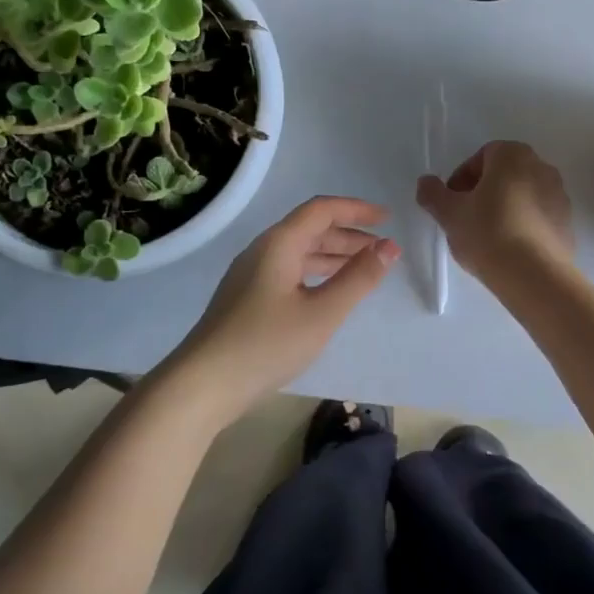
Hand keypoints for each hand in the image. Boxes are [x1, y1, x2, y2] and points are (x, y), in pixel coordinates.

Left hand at [170, 196, 399, 413]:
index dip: (356, 209)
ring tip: (364, 269)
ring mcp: (251, 275)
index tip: (388, 219)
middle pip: (310, 229)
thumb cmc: (266, 344)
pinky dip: (316, 273)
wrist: (204, 384)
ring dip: (334, 255)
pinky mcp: (247, 298)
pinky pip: (290, 272)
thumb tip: (390, 246)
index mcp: (279, 244)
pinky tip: (330, 292)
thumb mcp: (322, 313)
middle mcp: (263, 251)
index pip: (321, 210)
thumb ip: (358, 278)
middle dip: (349, 234)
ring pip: (300, 253)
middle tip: (382, 249)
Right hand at [416, 141, 573, 288]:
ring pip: (521, 196)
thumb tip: (425, 183)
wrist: (534, 274)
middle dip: (483, 193)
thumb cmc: (487, 232)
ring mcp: (559, 195)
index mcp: (513, 155)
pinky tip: (508, 249)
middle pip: (503, 175)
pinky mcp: (567, 223)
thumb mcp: (450, 213)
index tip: (452, 203)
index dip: (461, 179)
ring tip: (487, 238)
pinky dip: (522, 226)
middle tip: (466, 218)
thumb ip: (433, 194)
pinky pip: (537, 217)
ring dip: (503, 209)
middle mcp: (542, 167)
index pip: (481, 157)